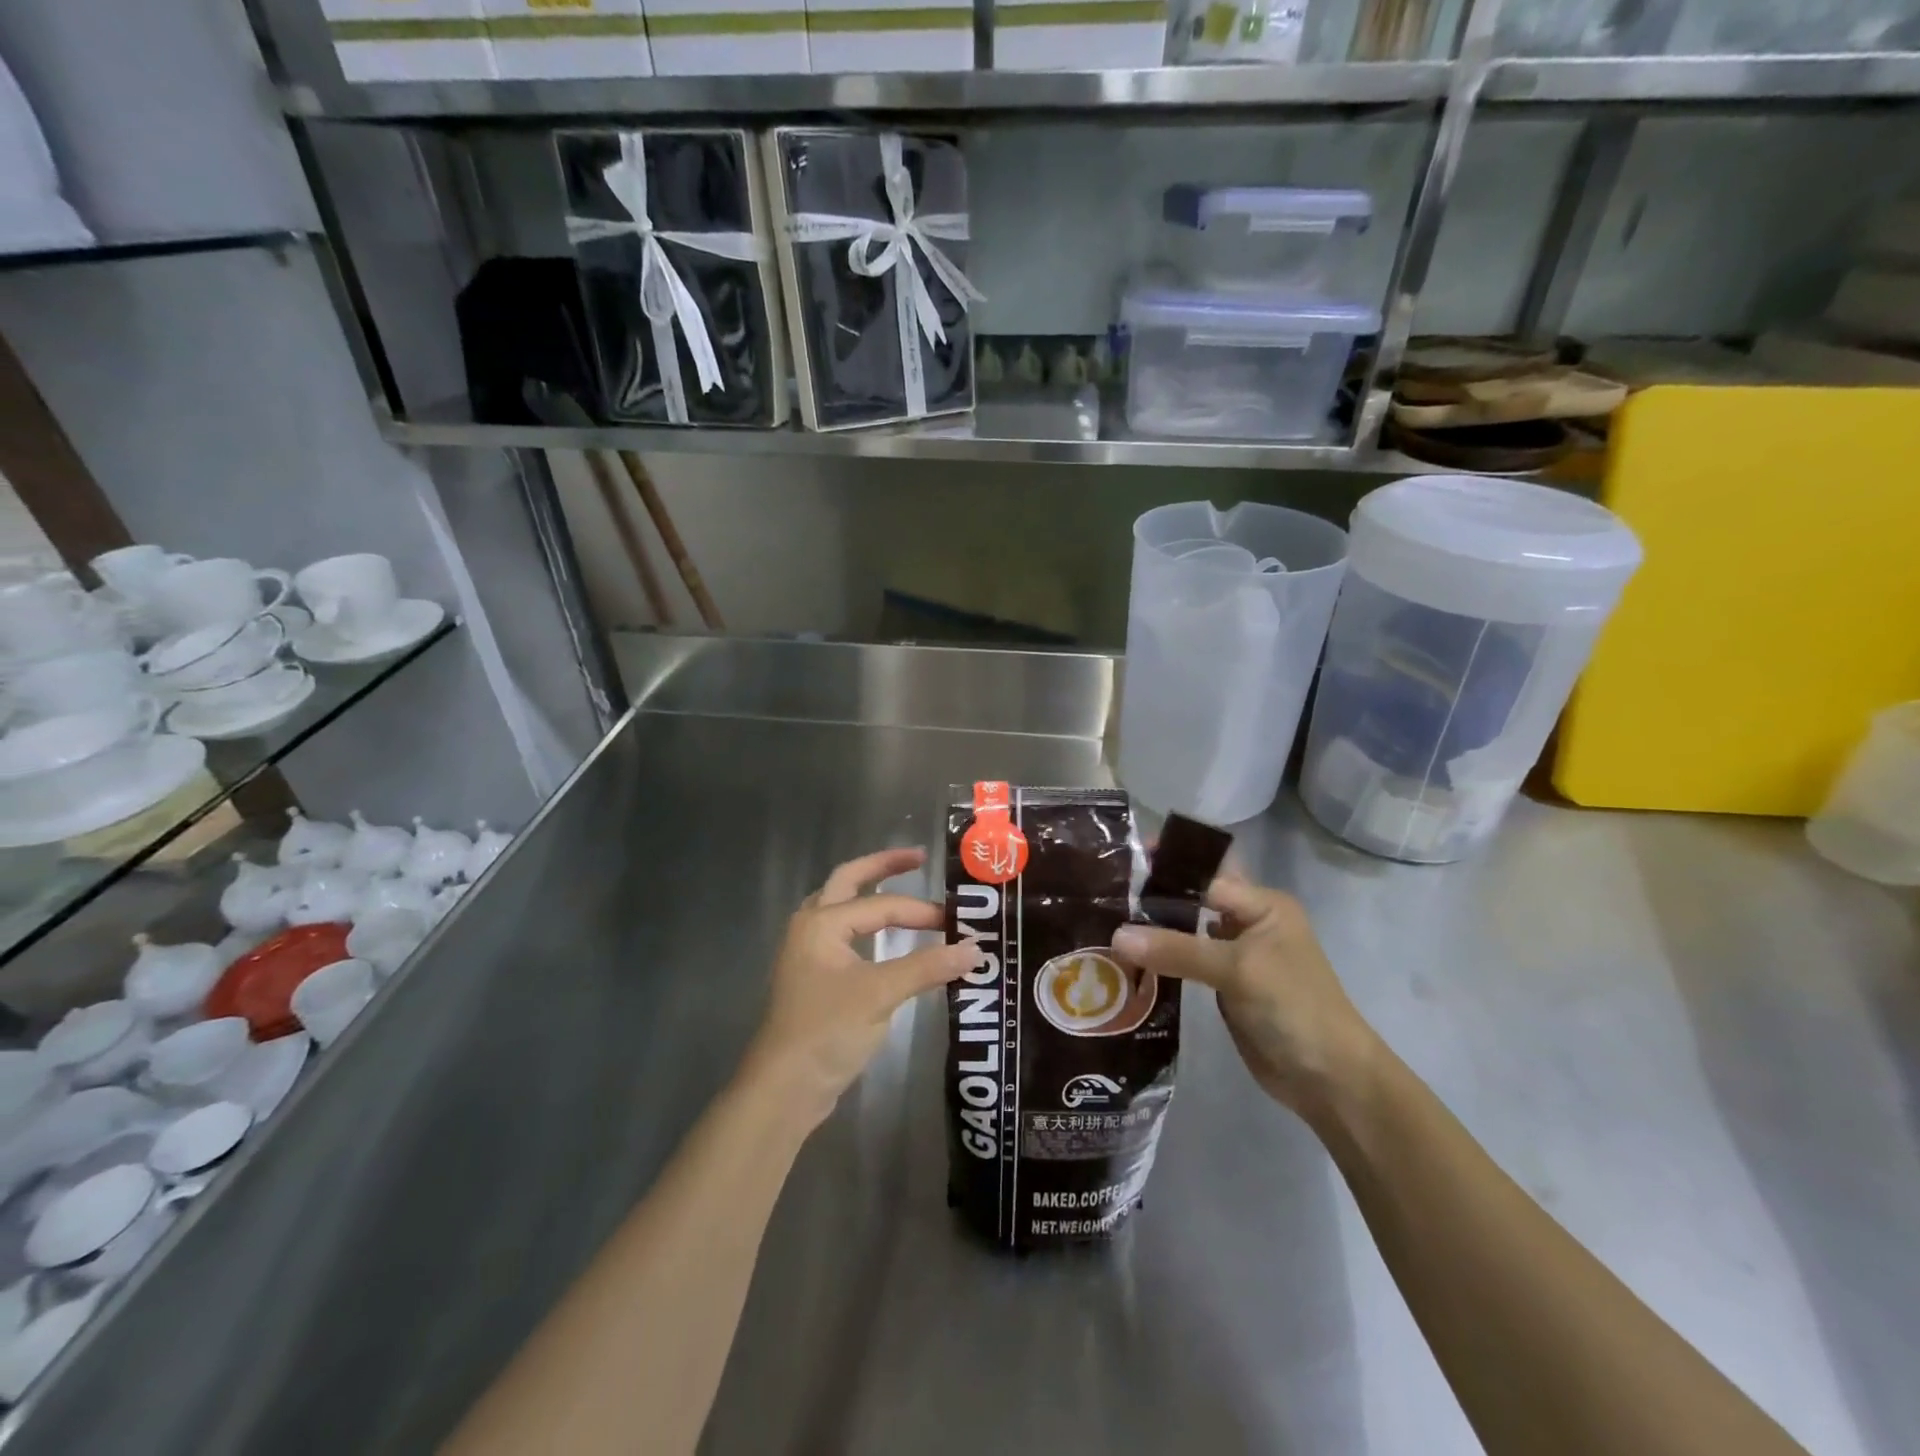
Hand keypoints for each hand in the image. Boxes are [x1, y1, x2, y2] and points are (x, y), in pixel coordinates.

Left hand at [743, 848, 979, 1130]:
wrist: (785, 1088)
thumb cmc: (827, 1031)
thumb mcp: (880, 995)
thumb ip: (927, 967)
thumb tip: (975, 950)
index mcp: (821, 922)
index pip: (881, 906)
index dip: (921, 911)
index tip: (957, 924)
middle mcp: (811, 927)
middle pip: (849, 881)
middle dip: (883, 867)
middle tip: (919, 858)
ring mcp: (809, 952)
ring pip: (842, 906)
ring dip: (870, 893)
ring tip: (902, 885)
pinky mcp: (815, 977)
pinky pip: (844, 934)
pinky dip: (867, 924)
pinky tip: (884, 934)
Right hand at [1110, 875, 1378, 1117]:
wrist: (1329, 1079)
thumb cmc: (1293, 1007)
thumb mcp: (1237, 970)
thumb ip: (1177, 949)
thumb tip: (1115, 936)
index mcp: (1262, 904)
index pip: (1205, 874)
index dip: (1167, 867)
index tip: (1122, 861)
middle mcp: (1248, 922)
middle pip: (1194, 900)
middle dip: (1154, 896)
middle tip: (1104, 892)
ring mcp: (1236, 955)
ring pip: (1186, 931)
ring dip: (1153, 929)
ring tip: (1105, 920)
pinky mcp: (1224, 985)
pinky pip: (1185, 961)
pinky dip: (1160, 958)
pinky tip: (1126, 957)